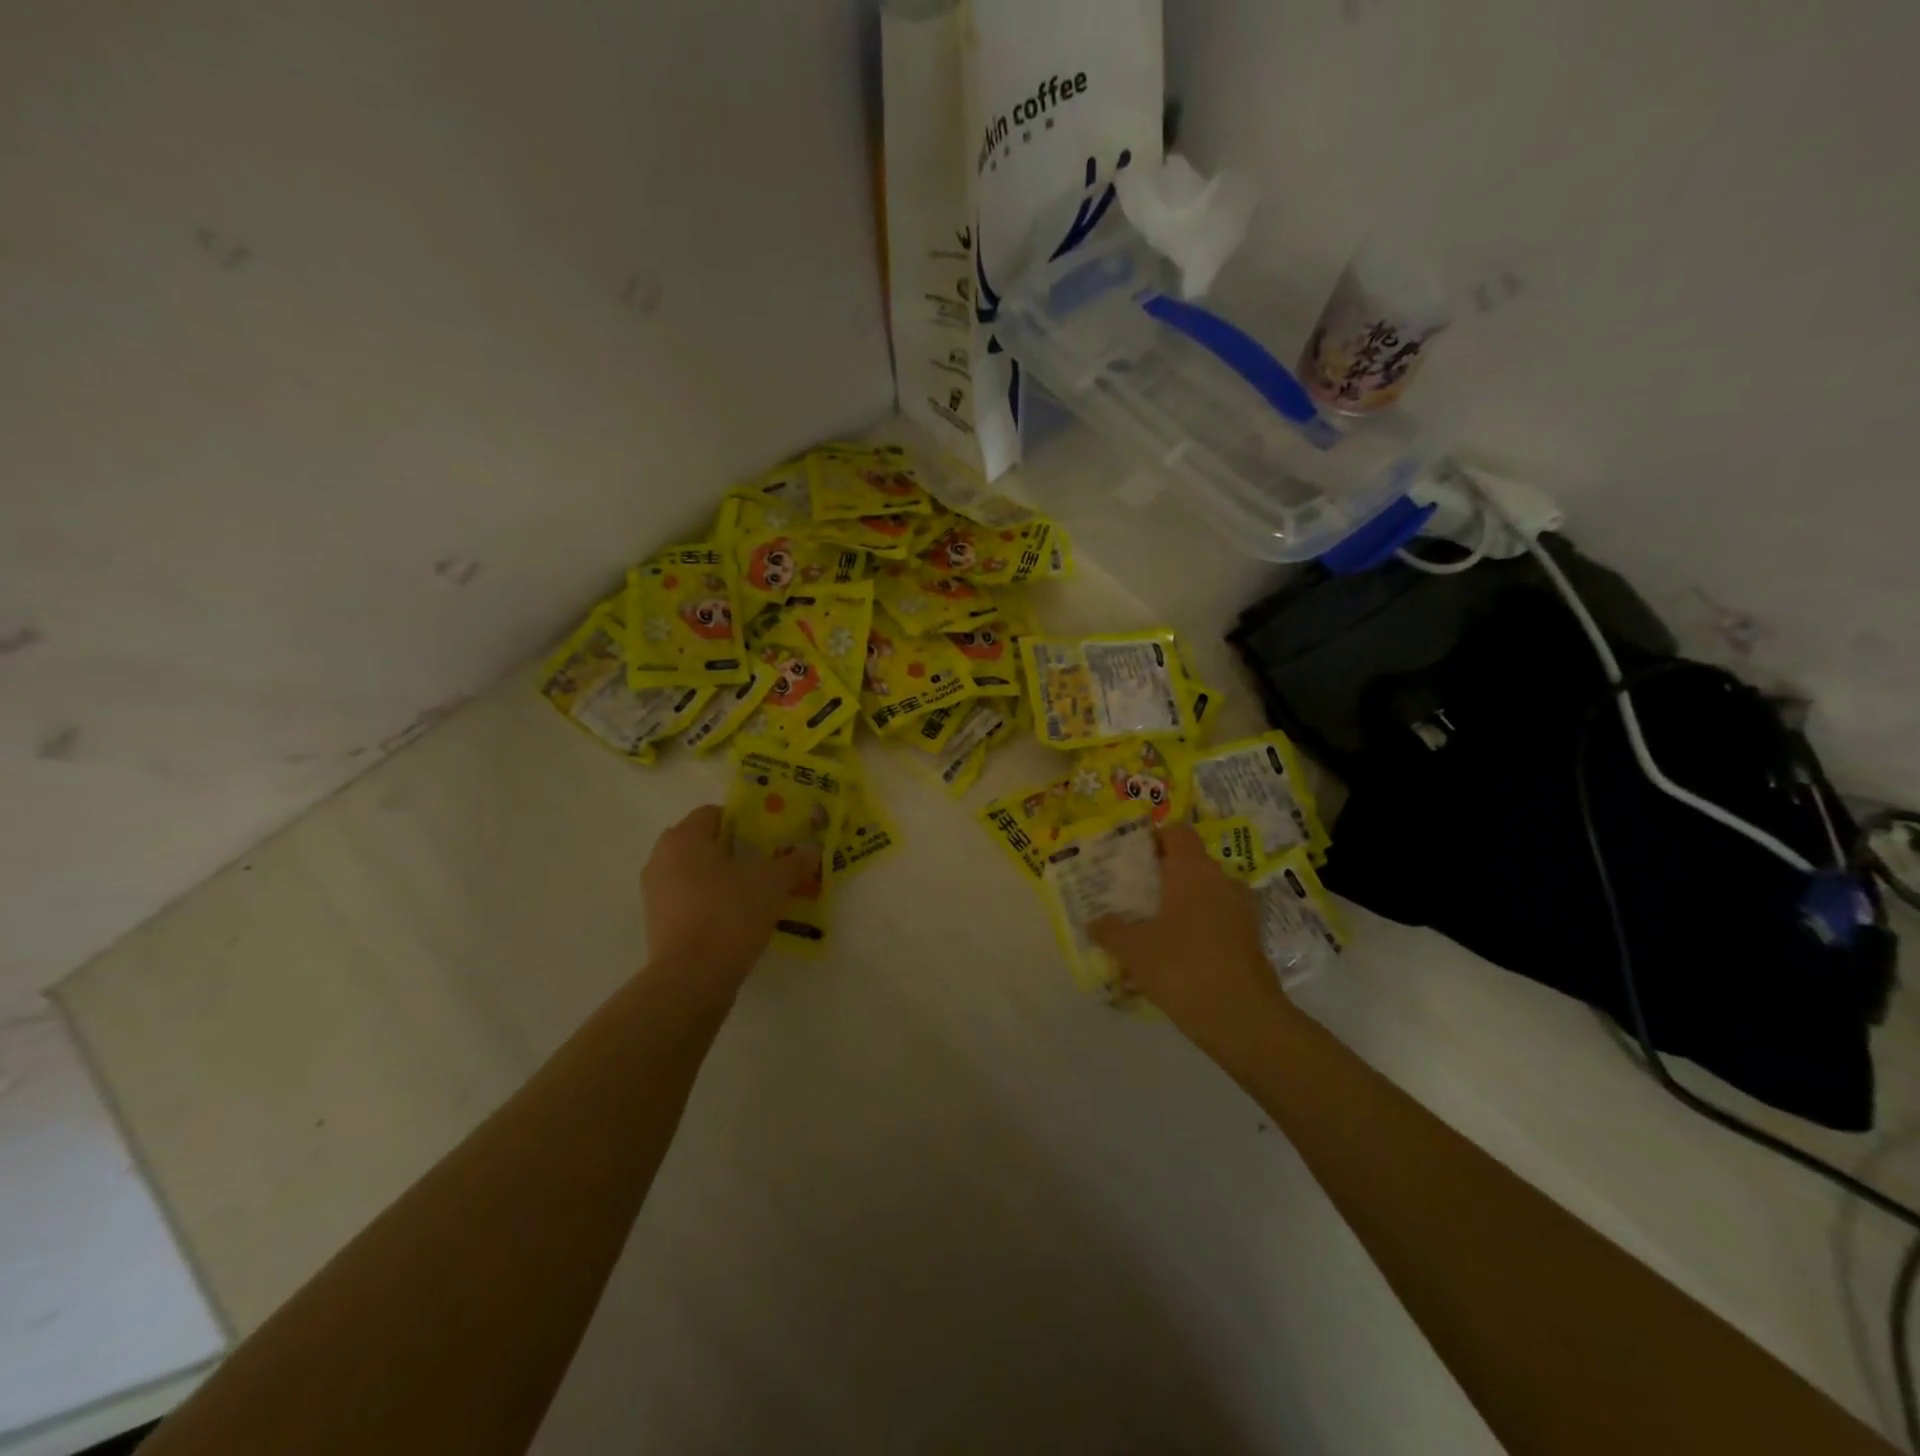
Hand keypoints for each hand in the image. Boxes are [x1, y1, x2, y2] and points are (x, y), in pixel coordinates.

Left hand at [641, 805, 817, 993]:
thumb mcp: (773, 882)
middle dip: (735, 852)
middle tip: (766, 865)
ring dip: (723, 880)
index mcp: (684, 838)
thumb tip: (811, 852)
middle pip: (704, 844)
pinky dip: (712, 904)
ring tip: (756, 895)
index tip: (769, 839)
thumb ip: (793, 862)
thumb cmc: (730, 912)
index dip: (745, 822)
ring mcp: (655, 894)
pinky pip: (690, 902)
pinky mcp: (658, 925)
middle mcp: (661, 859)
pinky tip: (738, 920)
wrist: (692, 977)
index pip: (714, 814)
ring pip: (696, 875)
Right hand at [1090, 824, 1290, 1050]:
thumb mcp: (1134, 949)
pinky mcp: (1249, 941)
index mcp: (1192, 870)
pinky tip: (1172, 958)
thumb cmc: (1182, 966)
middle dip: (1161, 876)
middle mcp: (1221, 881)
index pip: (1177, 832)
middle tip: (1131, 894)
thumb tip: (1093, 923)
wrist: (1243, 1019)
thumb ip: (1110, 930)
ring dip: (1179, 906)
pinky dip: (1195, 931)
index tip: (1130, 857)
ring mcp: (1240, 912)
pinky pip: (1215, 923)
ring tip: (1148, 928)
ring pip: (1203, 895)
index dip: (1154, 838)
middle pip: (1189, 864)